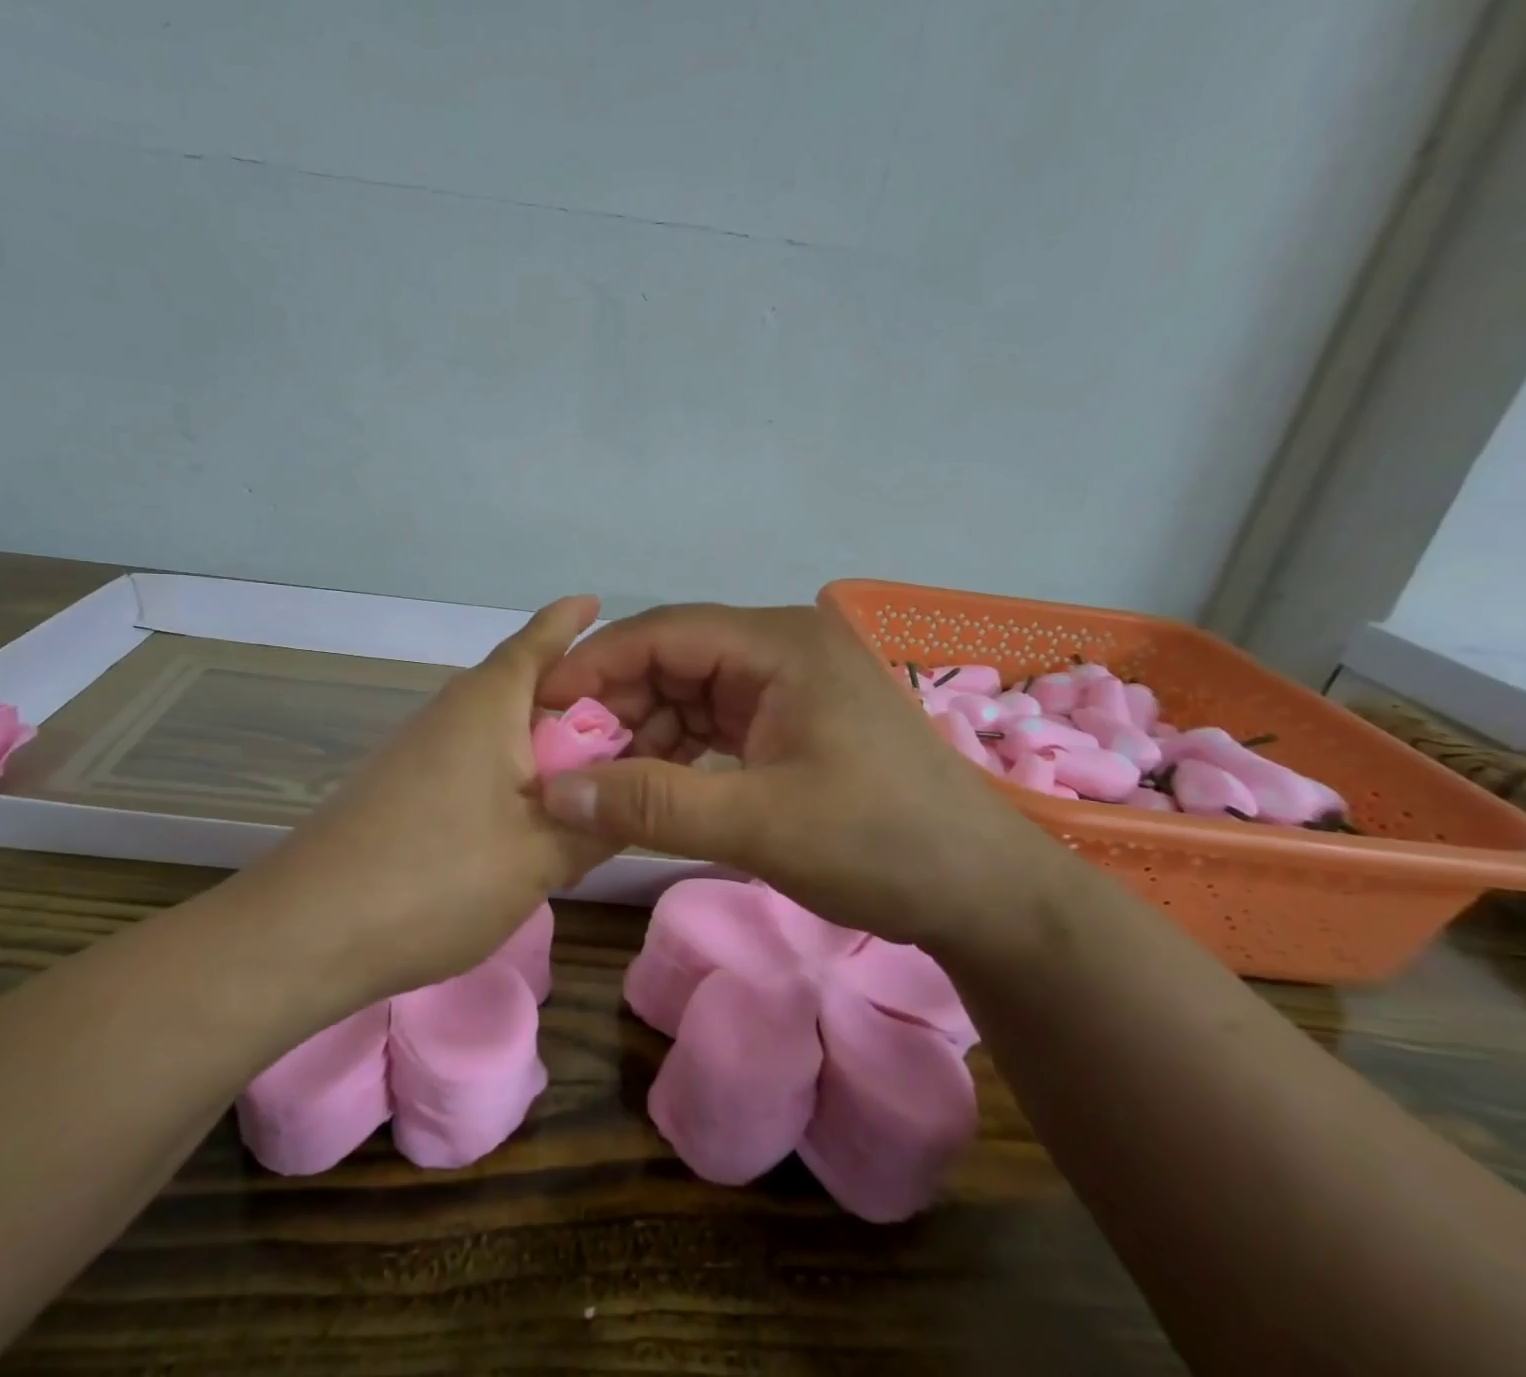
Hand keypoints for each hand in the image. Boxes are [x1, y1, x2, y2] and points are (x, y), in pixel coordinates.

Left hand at [262, 596, 614, 1001]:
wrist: (307, 931)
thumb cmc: (437, 877)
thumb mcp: (540, 857)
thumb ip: (596, 826)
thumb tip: (633, 802)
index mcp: (487, 706)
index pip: (536, 643)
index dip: (567, 621)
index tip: (594, 601)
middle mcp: (449, 713)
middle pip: (519, 687)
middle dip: (569, 695)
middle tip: (624, 719)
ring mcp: (417, 751)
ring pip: (495, 730)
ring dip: (539, 742)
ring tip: (585, 775)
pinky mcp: (399, 788)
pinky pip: (471, 761)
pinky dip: (509, 774)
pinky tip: (525, 816)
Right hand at [533, 603, 1072, 949]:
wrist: (984, 893)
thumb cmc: (880, 845)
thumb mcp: (758, 825)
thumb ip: (651, 804)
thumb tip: (554, 792)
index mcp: (780, 644)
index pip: (663, 632)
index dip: (595, 666)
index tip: (541, 709)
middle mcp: (782, 648)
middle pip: (673, 659)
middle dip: (617, 704)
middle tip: (567, 756)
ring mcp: (790, 683)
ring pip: (689, 691)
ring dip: (644, 731)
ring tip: (604, 778)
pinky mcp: (793, 720)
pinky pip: (715, 719)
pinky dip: (678, 749)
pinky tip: (653, 784)